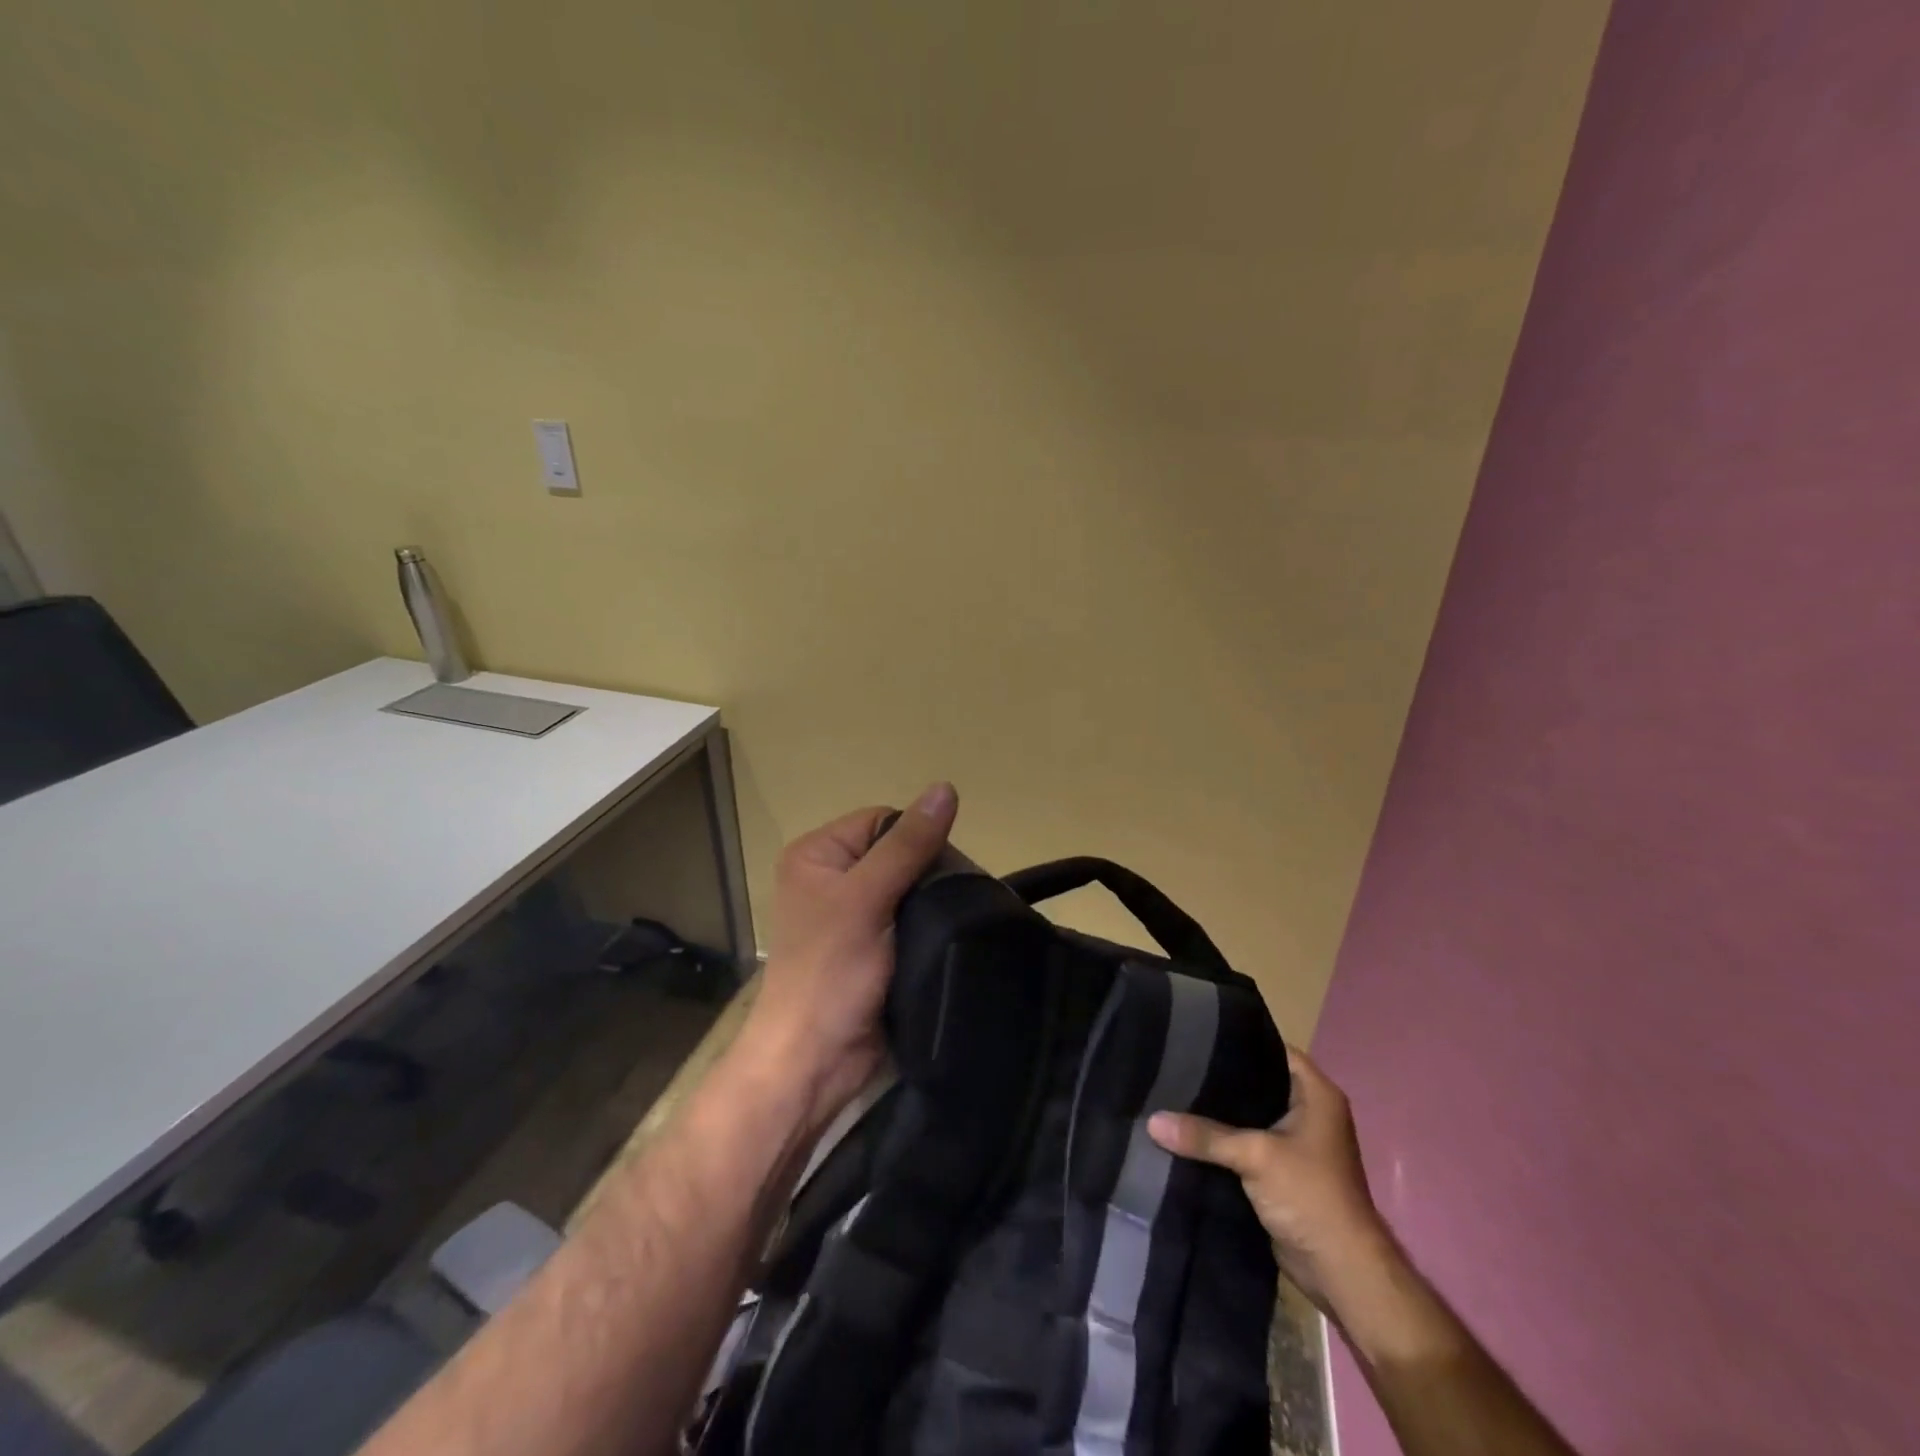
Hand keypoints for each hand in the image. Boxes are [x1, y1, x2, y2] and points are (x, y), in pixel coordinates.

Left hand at [741, 783, 958, 1132]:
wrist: (816, 1062)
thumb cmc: (830, 972)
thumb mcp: (867, 899)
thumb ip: (907, 845)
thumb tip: (945, 787)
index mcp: (817, 855)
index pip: (882, 820)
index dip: (915, 837)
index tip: (942, 870)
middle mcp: (831, 878)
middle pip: (897, 853)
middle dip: (928, 872)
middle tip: (955, 898)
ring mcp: (851, 916)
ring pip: (908, 888)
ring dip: (932, 902)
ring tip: (957, 918)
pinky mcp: (872, 947)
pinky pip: (909, 919)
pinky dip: (929, 926)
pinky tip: (948, 936)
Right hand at [1148, 1044, 1392, 1315]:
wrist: (1341, 1272)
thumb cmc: (1311, 1196)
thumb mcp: (1255, 1156)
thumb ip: (1205, 1136)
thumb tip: (1151, 1121)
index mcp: (1315, 1093)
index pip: (1270, 1048)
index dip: (1235, 1039)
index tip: (1193, 1034)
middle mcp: (1307, 1110)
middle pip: (1254, 1081)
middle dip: (1217, 1078)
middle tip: (1173, 1063)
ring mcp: (1294, 1142)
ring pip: (1245, 1115)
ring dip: (1215, 1113)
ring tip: (1171, 1093)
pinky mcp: (1279, 1170)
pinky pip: (1243, 1143)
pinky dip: (1220, 1141)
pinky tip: (1185, 1133)